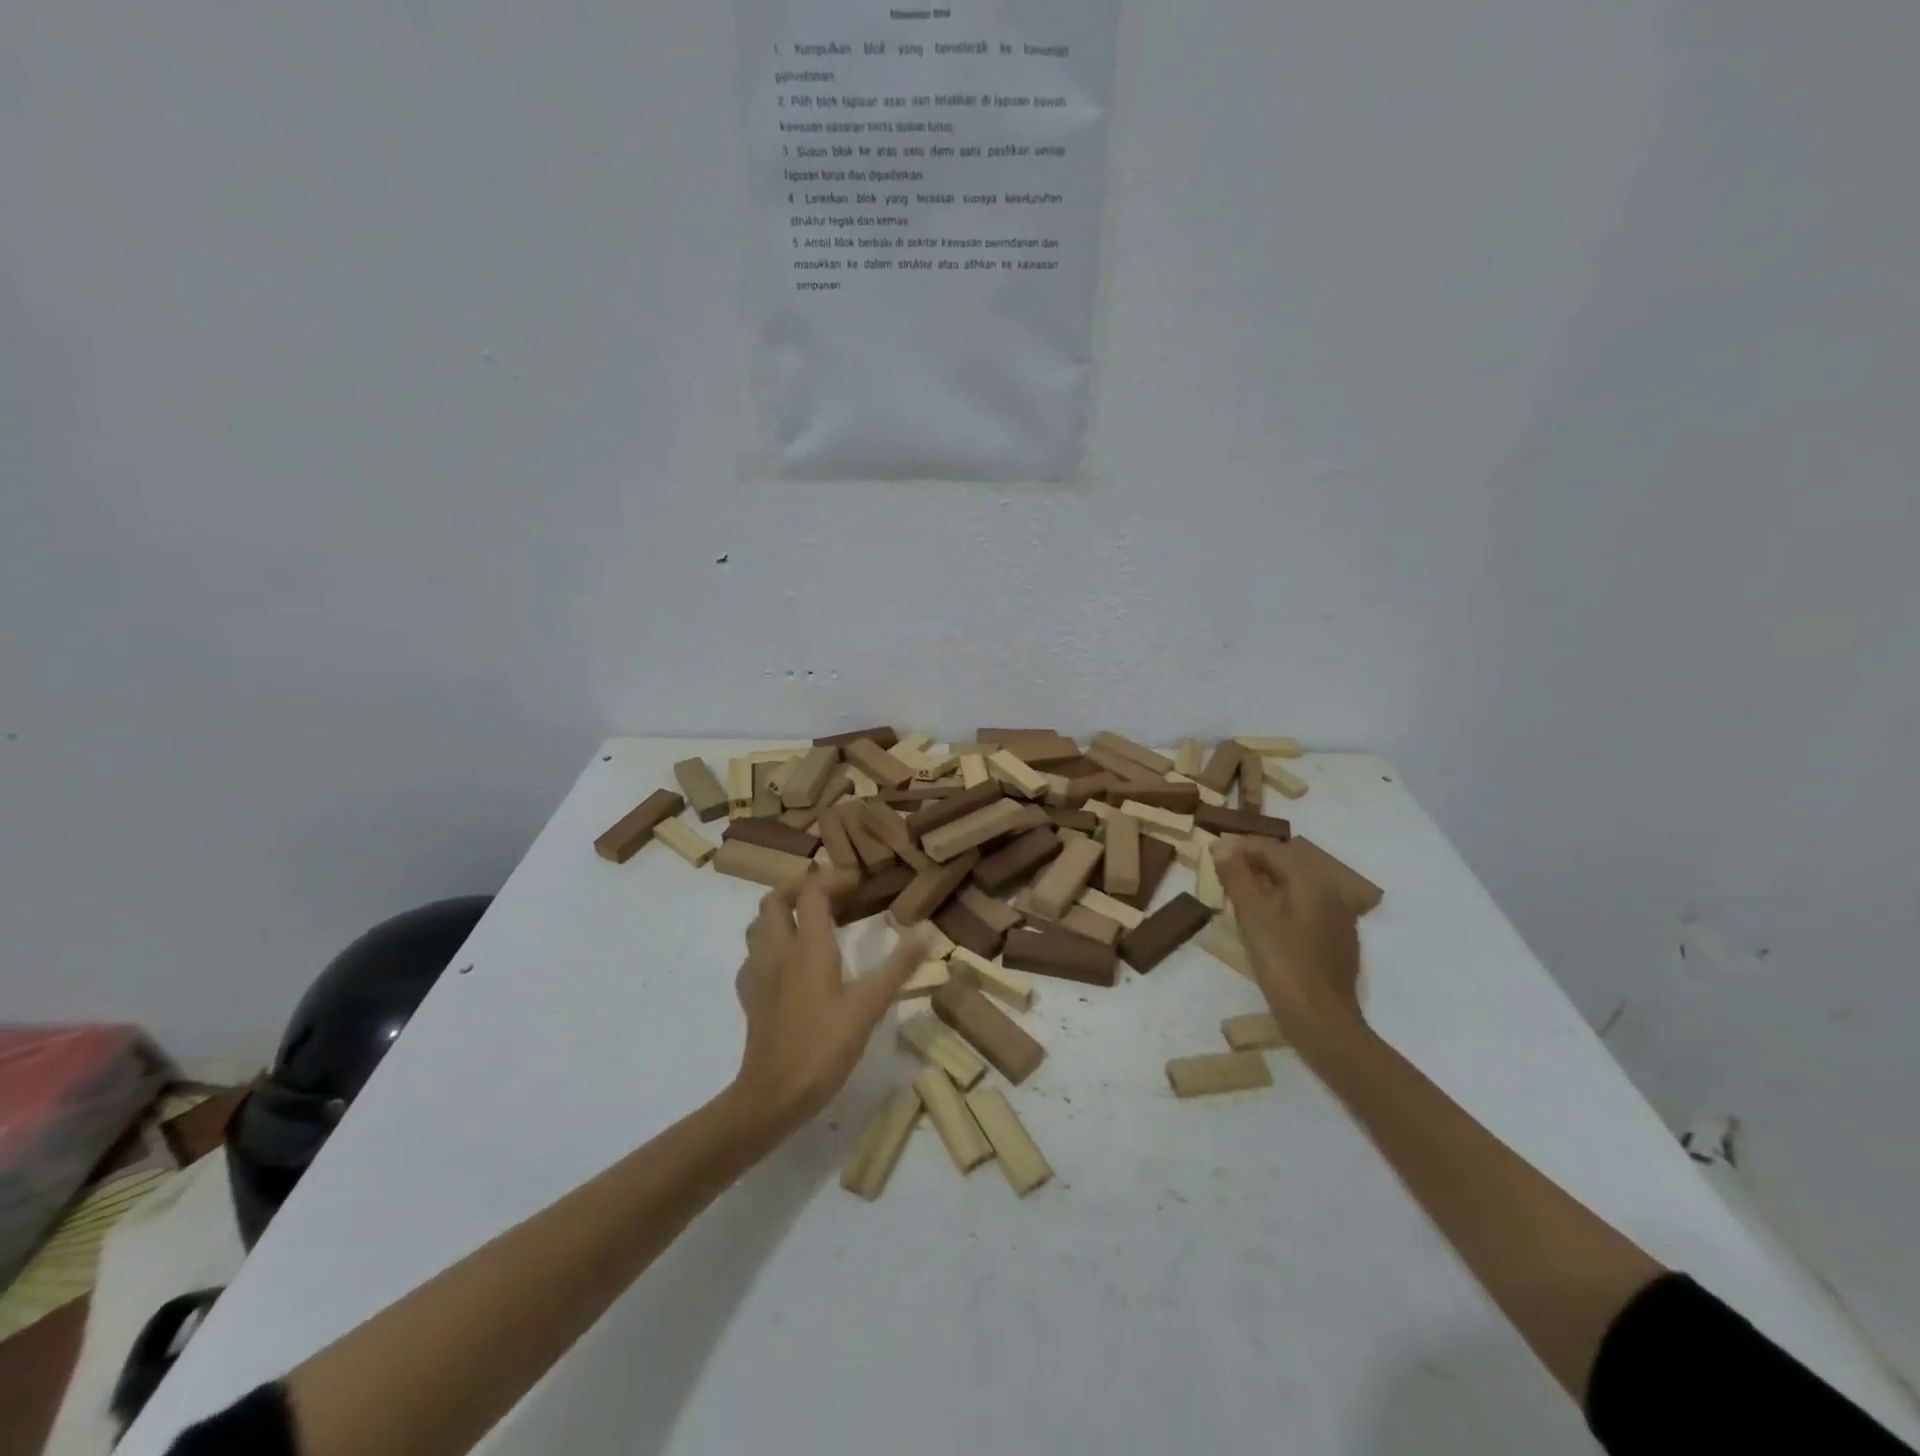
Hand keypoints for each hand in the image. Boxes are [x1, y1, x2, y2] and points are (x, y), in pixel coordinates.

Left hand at [731, 878, 928, 1132]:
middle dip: (800, 888)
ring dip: (781, 913)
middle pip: (775, 899)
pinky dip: (770, 944)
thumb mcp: (869, 1006)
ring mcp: (757, 973)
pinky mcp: (749, 996)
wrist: (773, 1096)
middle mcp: (777, 950)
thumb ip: (898, 966)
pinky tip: (788, 963)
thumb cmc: (824, 1047)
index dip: (834, 879)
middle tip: (830, 895)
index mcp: (807, 946)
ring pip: (758, 924)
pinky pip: (753, 955)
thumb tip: (926, 928)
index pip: (812, 892)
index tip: (858, 883)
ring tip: (808, 921)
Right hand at [1213, 836, 1368, 1062]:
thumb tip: (1222, 845)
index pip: (1272, 849)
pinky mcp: (1336, 939)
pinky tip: (1264, 919)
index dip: (1240, 846)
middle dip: (1254, 861)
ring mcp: (1337, 917)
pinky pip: (1305, 906)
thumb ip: (1237, 877)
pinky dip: (1282, 902)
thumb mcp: (1253, 918)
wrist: (1323, 1023)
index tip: (1212, 850)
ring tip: (1237, 892)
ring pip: (1297, 885)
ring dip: (1267, 882)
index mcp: (1312, 881)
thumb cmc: (1284, 966)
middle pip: (1288, 863)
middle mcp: (1330, 892)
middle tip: (1222, 869)